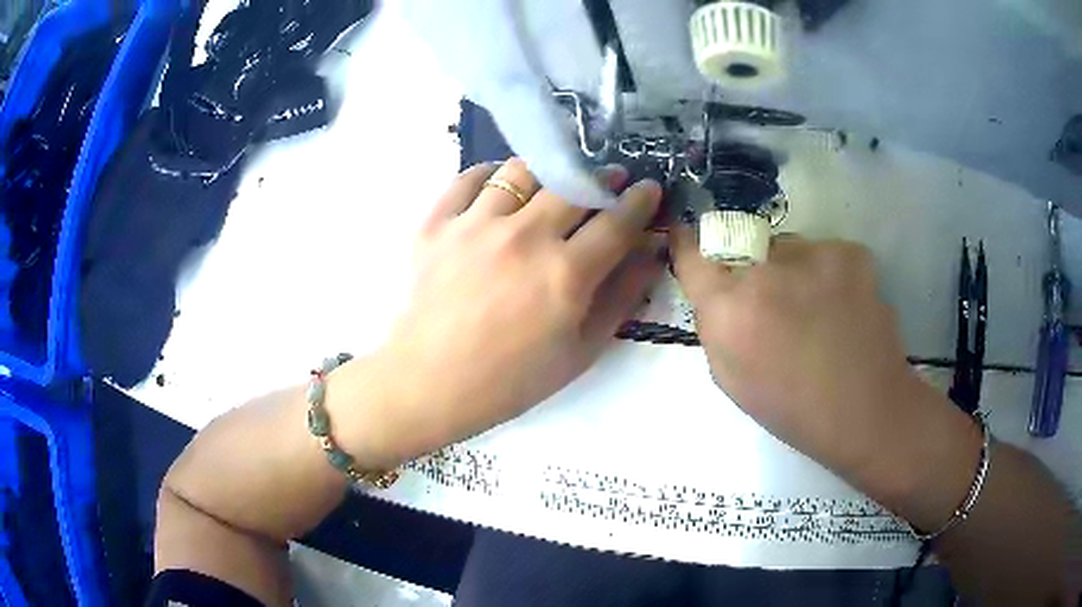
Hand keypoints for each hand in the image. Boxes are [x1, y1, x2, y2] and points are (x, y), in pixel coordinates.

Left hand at [357, 159, 664, 464]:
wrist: (430, 383)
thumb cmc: (511, 379)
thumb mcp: (581, 351)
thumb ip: (622, 297)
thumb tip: (651, 252)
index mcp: (565, 274)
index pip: (617, 222)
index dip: (640, 201)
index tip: (649, 188)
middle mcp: (524, 237)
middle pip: (574, 186)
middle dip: (601, 178)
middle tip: (608, 181)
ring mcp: (475, 225)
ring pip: (522, 172)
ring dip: (548, 171)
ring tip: (553, 182)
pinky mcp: (437, 224)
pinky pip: (468, 178)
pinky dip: (489, 174)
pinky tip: (499, 186)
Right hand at [671, 230, 981, 523]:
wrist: (866, 410)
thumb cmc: (793, 408)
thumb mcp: (731, 379)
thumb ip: (714, 326)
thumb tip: (715, 290)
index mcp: (731, 309)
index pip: (692, 254)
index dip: (688, 245)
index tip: (688, 239)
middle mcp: (767, 270)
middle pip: (741, 247)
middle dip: (748, 270)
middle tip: (774, 306)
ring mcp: (814, 254)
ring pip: (786, 249)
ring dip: (791, 271)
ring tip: (816, 311)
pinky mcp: (850, 251)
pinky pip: (823, 253)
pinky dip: (825, 274)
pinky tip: (842, 307)